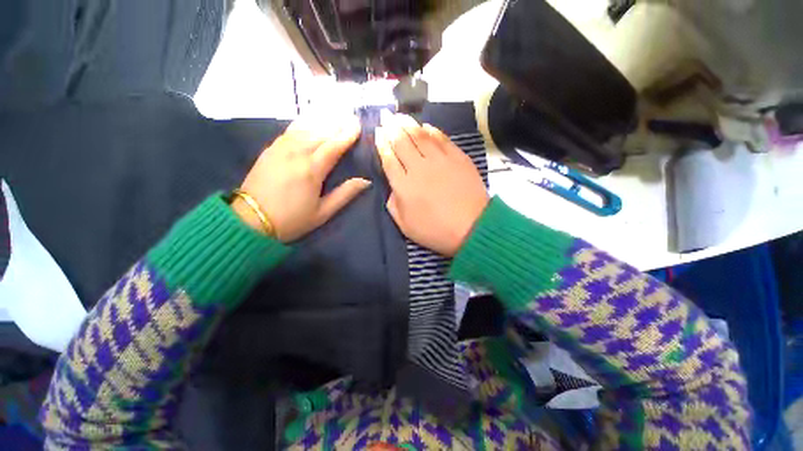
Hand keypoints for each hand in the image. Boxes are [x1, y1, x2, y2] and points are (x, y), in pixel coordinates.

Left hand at [234, 114, 370, 241]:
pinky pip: (290, 130)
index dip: (347, 135)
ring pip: (305, 128)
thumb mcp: (323, 212)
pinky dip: (303, 123)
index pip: (333, 146)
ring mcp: (281, 149)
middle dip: (337, 124)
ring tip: (334, 113)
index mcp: (312, 170)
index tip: (357, 124)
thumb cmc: (292, 219)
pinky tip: (310, 120)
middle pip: (320, 133)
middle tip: (349, 115)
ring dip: (321, 120)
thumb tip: (365, 181)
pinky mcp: (270, 149)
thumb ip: (345, 194)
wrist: (250, 220)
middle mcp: (296, 154)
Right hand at [375, 114, 488, 256]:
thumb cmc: (436, 231)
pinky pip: (442, 139)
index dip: (382, 143)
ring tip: (400, 115)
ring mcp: (440, 161)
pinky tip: (426, 125)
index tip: (378, 132)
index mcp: (404, 186)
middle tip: (386, 115)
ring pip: (420, 136)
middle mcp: (419, 168)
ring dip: (408, 123)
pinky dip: (432, 130)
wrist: (472, 228)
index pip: (388, 158)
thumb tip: (393, 187)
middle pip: (402, 142)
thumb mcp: (405, 226)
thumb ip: (393, 205)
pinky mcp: (458, 158)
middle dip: (391, 127)